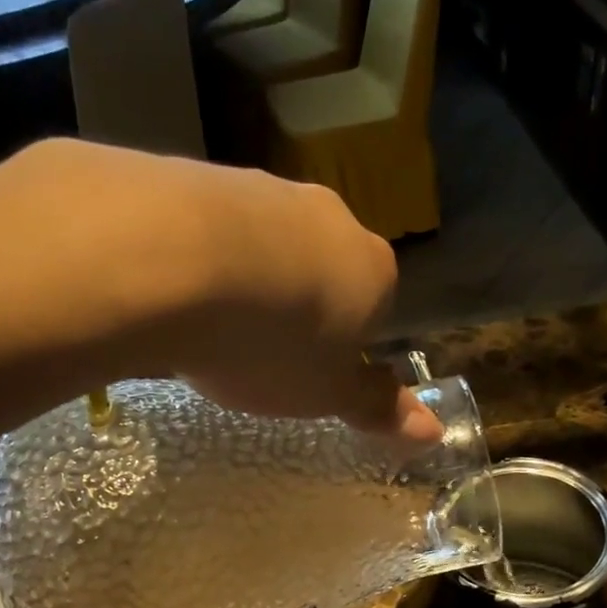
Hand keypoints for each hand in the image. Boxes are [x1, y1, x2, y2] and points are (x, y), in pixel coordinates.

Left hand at [0, 141, 439, 444]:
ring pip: (268, 244)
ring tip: (209, 326)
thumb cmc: (272, 344)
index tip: (310, 373)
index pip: (376, 307)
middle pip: (323, 269)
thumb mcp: (326, 394)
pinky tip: (173, 289)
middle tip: (258, 352)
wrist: (173, 261)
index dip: (345, 344)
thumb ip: (377, 408)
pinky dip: (201, 257)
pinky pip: (213, 227)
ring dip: (249, 279)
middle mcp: (329, 219)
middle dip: (297, 307)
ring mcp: (266, 190)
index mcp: (373, 271)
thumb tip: (433, 433)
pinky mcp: (204, 174)